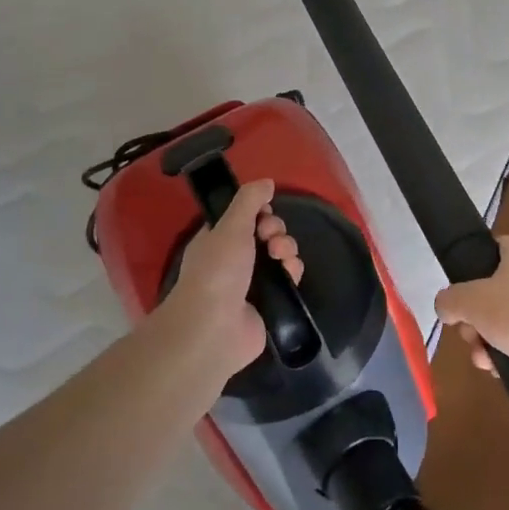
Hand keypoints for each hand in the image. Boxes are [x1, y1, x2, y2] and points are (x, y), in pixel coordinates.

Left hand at [155, 178, 303, 378]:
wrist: (216, 327)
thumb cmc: (217, 270)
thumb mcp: (230, 225)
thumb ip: (249, 200)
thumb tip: (267, 181)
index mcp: (220, 239)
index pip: (247, 216)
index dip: (260, 211)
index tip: (263, 214)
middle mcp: (236, 258)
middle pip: (268, 232)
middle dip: (276, 230)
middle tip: (270, 238)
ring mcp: (253, 282)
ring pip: (281, 253)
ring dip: (287, 248)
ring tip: (280, 257)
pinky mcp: (271, 301)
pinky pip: (289, 277)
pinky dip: (292, 271)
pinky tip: (289, 274)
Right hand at [433, 236, 508, 409]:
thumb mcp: (471, 302)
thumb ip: (449, 300)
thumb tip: (445, 307)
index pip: (489, 251)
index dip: (469, 275)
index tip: (460, 301)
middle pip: (497, 289)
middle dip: (477, 318)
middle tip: (469, 335)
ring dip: (492, 339)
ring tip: (484, 360)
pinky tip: (504, 370)